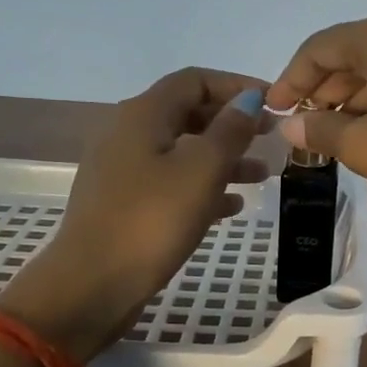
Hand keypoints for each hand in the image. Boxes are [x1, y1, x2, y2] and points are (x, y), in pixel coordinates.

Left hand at [0, 69, 267, 359]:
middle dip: (233, 122)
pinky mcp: (124, 204)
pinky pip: (171, 182)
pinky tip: (232, 205)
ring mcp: (123, 170)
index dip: (236, 85)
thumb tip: (248, 98)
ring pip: (183, 150)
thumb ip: (230, 130)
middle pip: (189, 113)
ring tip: (262, 175)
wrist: (91, 285)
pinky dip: (203, 186)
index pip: (195, 80)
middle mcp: (128, 133)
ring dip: (224, 157)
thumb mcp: (202, 170)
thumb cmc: (152, 219)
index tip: (274, 103)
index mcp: (144, 115)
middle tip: (272, 136)